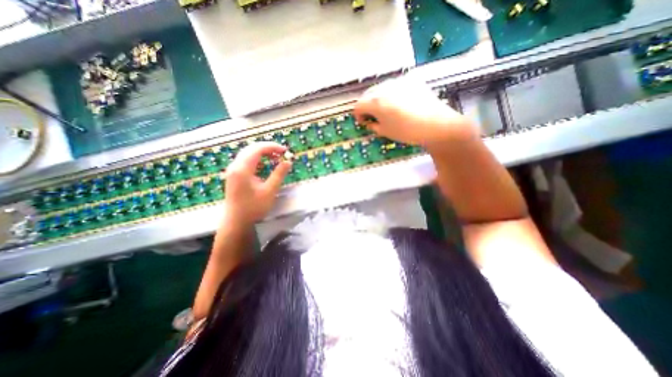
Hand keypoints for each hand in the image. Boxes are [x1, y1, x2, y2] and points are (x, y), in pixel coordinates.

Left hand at [222, 143, 291, 228]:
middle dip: (267, 148)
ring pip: (248, 153)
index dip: (272, 146)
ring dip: (262, 152)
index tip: (285, 150)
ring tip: (276, 157)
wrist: (236, 222)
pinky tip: (265, 164)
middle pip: (251, 148)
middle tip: (282, 153)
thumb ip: (279, 174)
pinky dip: (257, 159)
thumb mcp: (270, 191)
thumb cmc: (253, 208)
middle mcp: (235, 166)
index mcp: (242, 169)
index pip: (257, 149)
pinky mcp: (234, 175)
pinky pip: (246, 160)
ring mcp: (233, 170)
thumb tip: (288, 161)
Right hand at [353, 75, 476, 146]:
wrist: (436, 125)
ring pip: (380, 88)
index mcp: (376, 101)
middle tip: (372, 117)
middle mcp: (384, 87)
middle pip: (367, 94)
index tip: (363, 122)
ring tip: (386, 109)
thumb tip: (368, 121)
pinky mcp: (411, 79)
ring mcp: (398, 81)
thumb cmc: (407, 132)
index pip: (358, 105)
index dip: (358, 115)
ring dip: (378, 98)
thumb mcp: (385, 132)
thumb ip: (372, 125)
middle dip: (367, 106)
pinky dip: (391, 93)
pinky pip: (394, 85)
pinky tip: (399, 103)